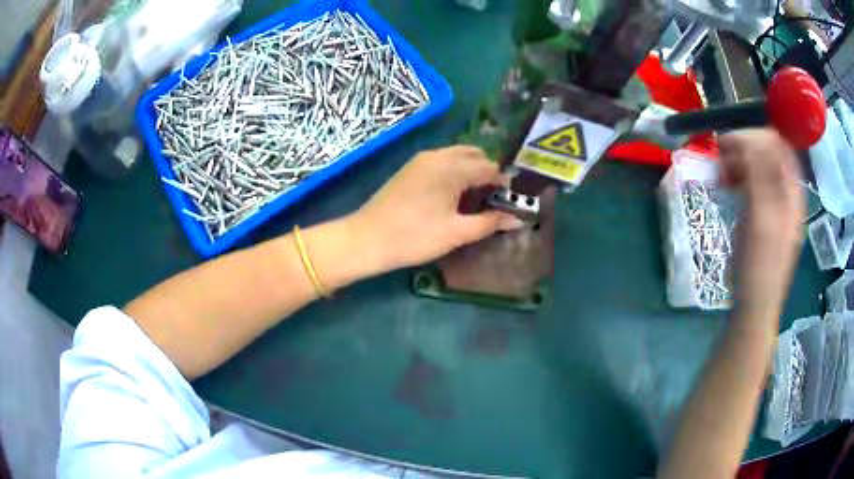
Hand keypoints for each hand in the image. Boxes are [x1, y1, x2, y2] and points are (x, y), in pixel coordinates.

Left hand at [348, 146, 522, 271]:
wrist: (367, 239)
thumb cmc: (415, 237)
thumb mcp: (457, 232)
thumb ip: (489, 223)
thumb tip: (516, 220)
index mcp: (452, 167)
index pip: (489, 167)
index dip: (504, 183)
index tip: (510, 201)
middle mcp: (438, 155)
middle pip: (475, 155)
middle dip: (489, 174)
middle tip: (492, 201)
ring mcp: (422, 160)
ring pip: (458, 156)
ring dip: (472, 171)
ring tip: (474, 200)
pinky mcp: (411, 168)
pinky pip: (442, 161)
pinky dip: (455, 172)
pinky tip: (453, 196)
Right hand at [719, 129, 804, 318]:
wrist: (754, 306)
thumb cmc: (758, 265)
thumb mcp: (760, 217)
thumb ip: (759, 174)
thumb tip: (751, 135)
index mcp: (792, 190)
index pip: (778, 144)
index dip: (754, 136)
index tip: (728, 143)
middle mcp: (787, 192)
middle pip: (768, 152)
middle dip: (744, 148)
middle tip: (720, 158)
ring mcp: (777, 204)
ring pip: (760, 167)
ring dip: (739, 162)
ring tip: (720, 172)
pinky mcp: (765, 215)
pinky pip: (754, 183)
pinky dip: (740, 177)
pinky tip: (727, 185)